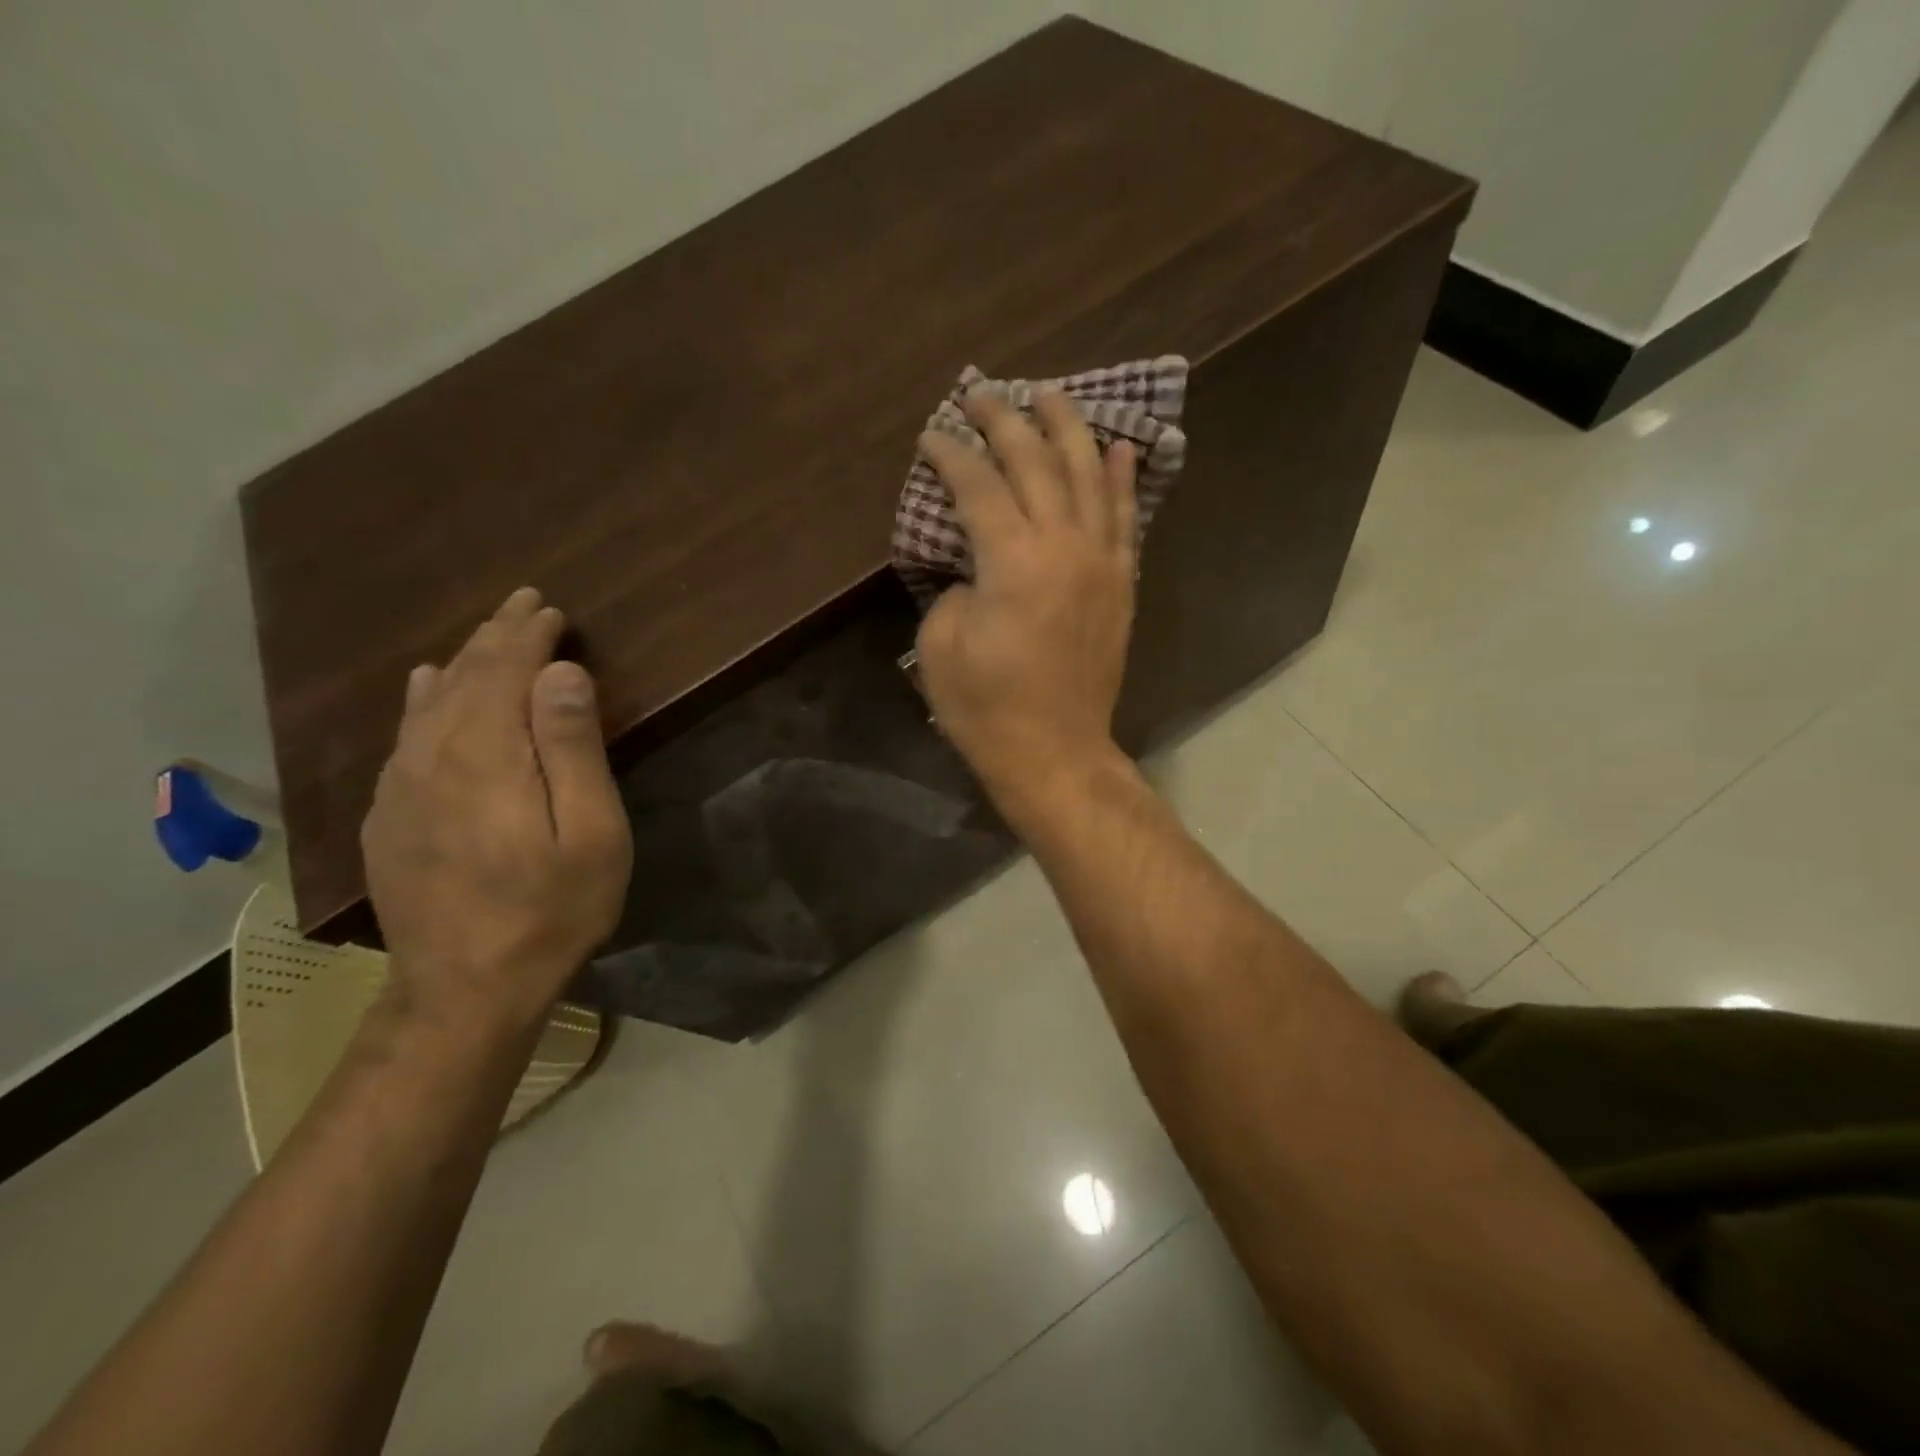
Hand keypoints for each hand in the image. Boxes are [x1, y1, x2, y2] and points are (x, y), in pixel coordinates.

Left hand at [361, 588, 632, 1031]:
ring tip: (490, 634)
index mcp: (489, 757)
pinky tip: (429, 685)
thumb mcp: (590, 833)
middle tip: (526, 604)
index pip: (505, 672)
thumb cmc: (552, 909)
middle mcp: (435, 758)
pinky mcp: (390, 816)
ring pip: (432, 701)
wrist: (465, 989)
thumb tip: (560, 674)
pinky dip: (424, 699)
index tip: (552, 611)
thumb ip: (572, 749)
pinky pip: (405, 735)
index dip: (529, 637)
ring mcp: (403, 788)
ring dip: (465, 660)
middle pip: (465, 677)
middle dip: (498, 636)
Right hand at [915, 387, 1138, 820]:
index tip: (932, 435)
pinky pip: (1125, 519)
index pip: (978, 485)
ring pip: (1088, 476)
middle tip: (982, 395)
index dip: (951, 454)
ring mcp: (1101, 562)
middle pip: (1035, 464)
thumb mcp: (940, 645)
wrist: (1055, 751)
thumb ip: (954, 587)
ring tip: (1049, 394)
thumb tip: (976, 567)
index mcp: (1012, 560)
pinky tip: (1118, 448)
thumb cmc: (986, 707)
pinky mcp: (1121, 584)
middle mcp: (1063, 546)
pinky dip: (1121, 480)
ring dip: (1067, 429)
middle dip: (1005, 421)